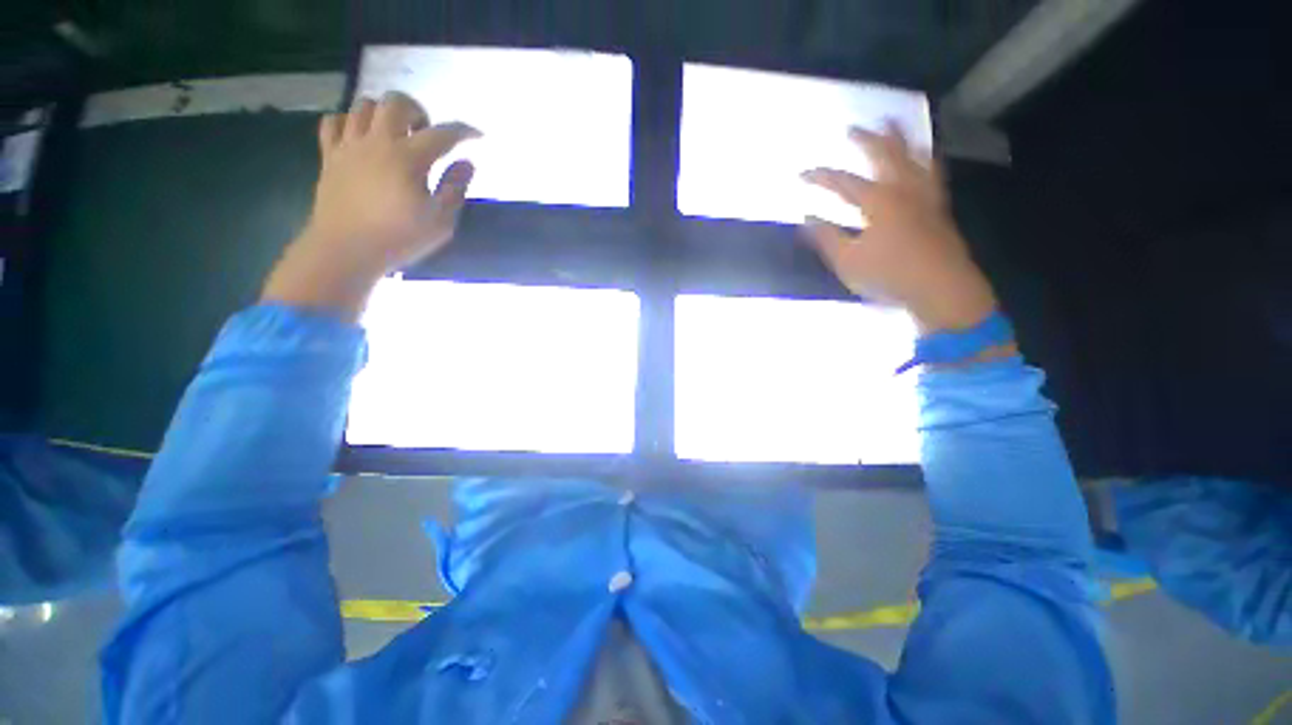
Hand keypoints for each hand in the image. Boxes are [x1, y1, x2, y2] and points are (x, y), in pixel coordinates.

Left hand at [262, 91, 479, 320]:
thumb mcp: (440, 221)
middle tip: (426, 132)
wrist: (346, 250)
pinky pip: (333, 122)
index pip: (442, 134)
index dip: (463, 131)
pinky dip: (350, 121)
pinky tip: (361, 137)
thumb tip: (467, 164)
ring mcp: (349, 147)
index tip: (477, 135)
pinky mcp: (330, 157)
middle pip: (395, 103)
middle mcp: (377, 142)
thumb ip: (455, 189)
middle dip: (417, 110)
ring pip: (363, 106)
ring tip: (395, 133)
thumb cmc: (399, 239)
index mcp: (408, 158)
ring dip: (384, 113)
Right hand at [802, 122, 998, 332]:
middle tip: (854, 128)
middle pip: (886, 153)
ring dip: (902, 137)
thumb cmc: (889, 276)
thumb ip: (825, 237)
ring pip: (915, 155)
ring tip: (894, 125)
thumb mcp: (847, 261)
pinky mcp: (939, 207)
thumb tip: (807, 217)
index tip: (801, 173)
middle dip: (867, 138)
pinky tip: (922, 159)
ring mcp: (926, 195)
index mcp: (878, 201)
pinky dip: (924, 158)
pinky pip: (932, 171)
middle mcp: (904, 189)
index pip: (843, 182)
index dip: (820, 176)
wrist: (941, 289)